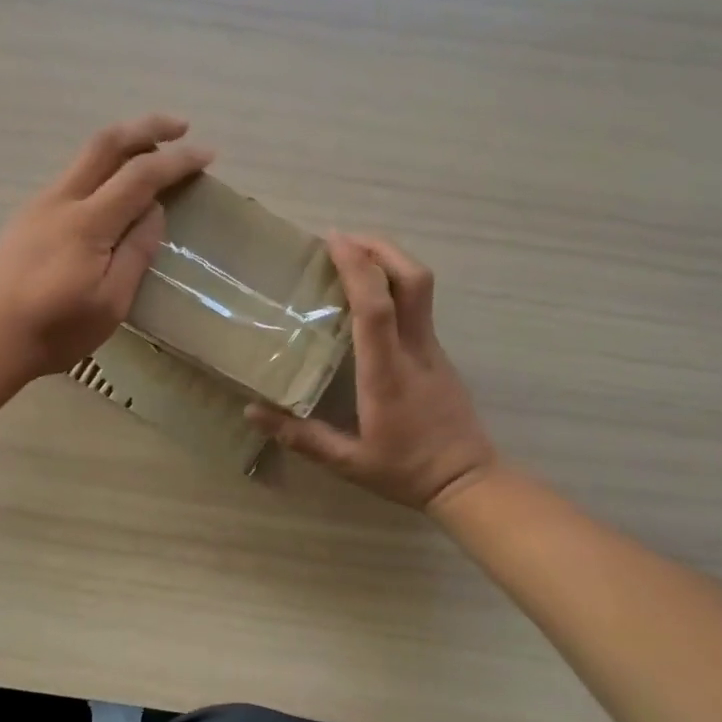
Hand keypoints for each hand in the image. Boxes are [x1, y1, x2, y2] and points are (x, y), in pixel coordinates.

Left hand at [0, 114, 213, 382]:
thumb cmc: (54, 330)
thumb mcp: (110, 303)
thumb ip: (136, 252)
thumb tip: (154, 212)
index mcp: (87, 222)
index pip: (141, 175)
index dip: (177, 161)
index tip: (208, 155)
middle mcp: (61, 200)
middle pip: (106, 143)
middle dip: (147, 127)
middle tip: (181, 127)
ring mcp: (38, 206)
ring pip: (84, 158)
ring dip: (122, 146)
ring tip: (151, 156)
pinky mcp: (25, 219)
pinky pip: (71, 179)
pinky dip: (101, 169)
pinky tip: (111, 191)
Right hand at [247, 234, 498, 510]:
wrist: (469, 482)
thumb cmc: (405, 471)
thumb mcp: (347, 463)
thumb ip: (301, 437)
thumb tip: (252, 411)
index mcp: (387, 373)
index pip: (376, 308)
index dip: (357, 268)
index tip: (333, 240)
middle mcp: (414, 350)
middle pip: (412, 280)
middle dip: (380, 248)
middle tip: (342, 239)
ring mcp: (432, 348)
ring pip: (421, 287)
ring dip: (389, 260)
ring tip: (352, 255)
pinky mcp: (438, 352)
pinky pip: (419, 303)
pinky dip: (394, 283)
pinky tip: (369, 293)